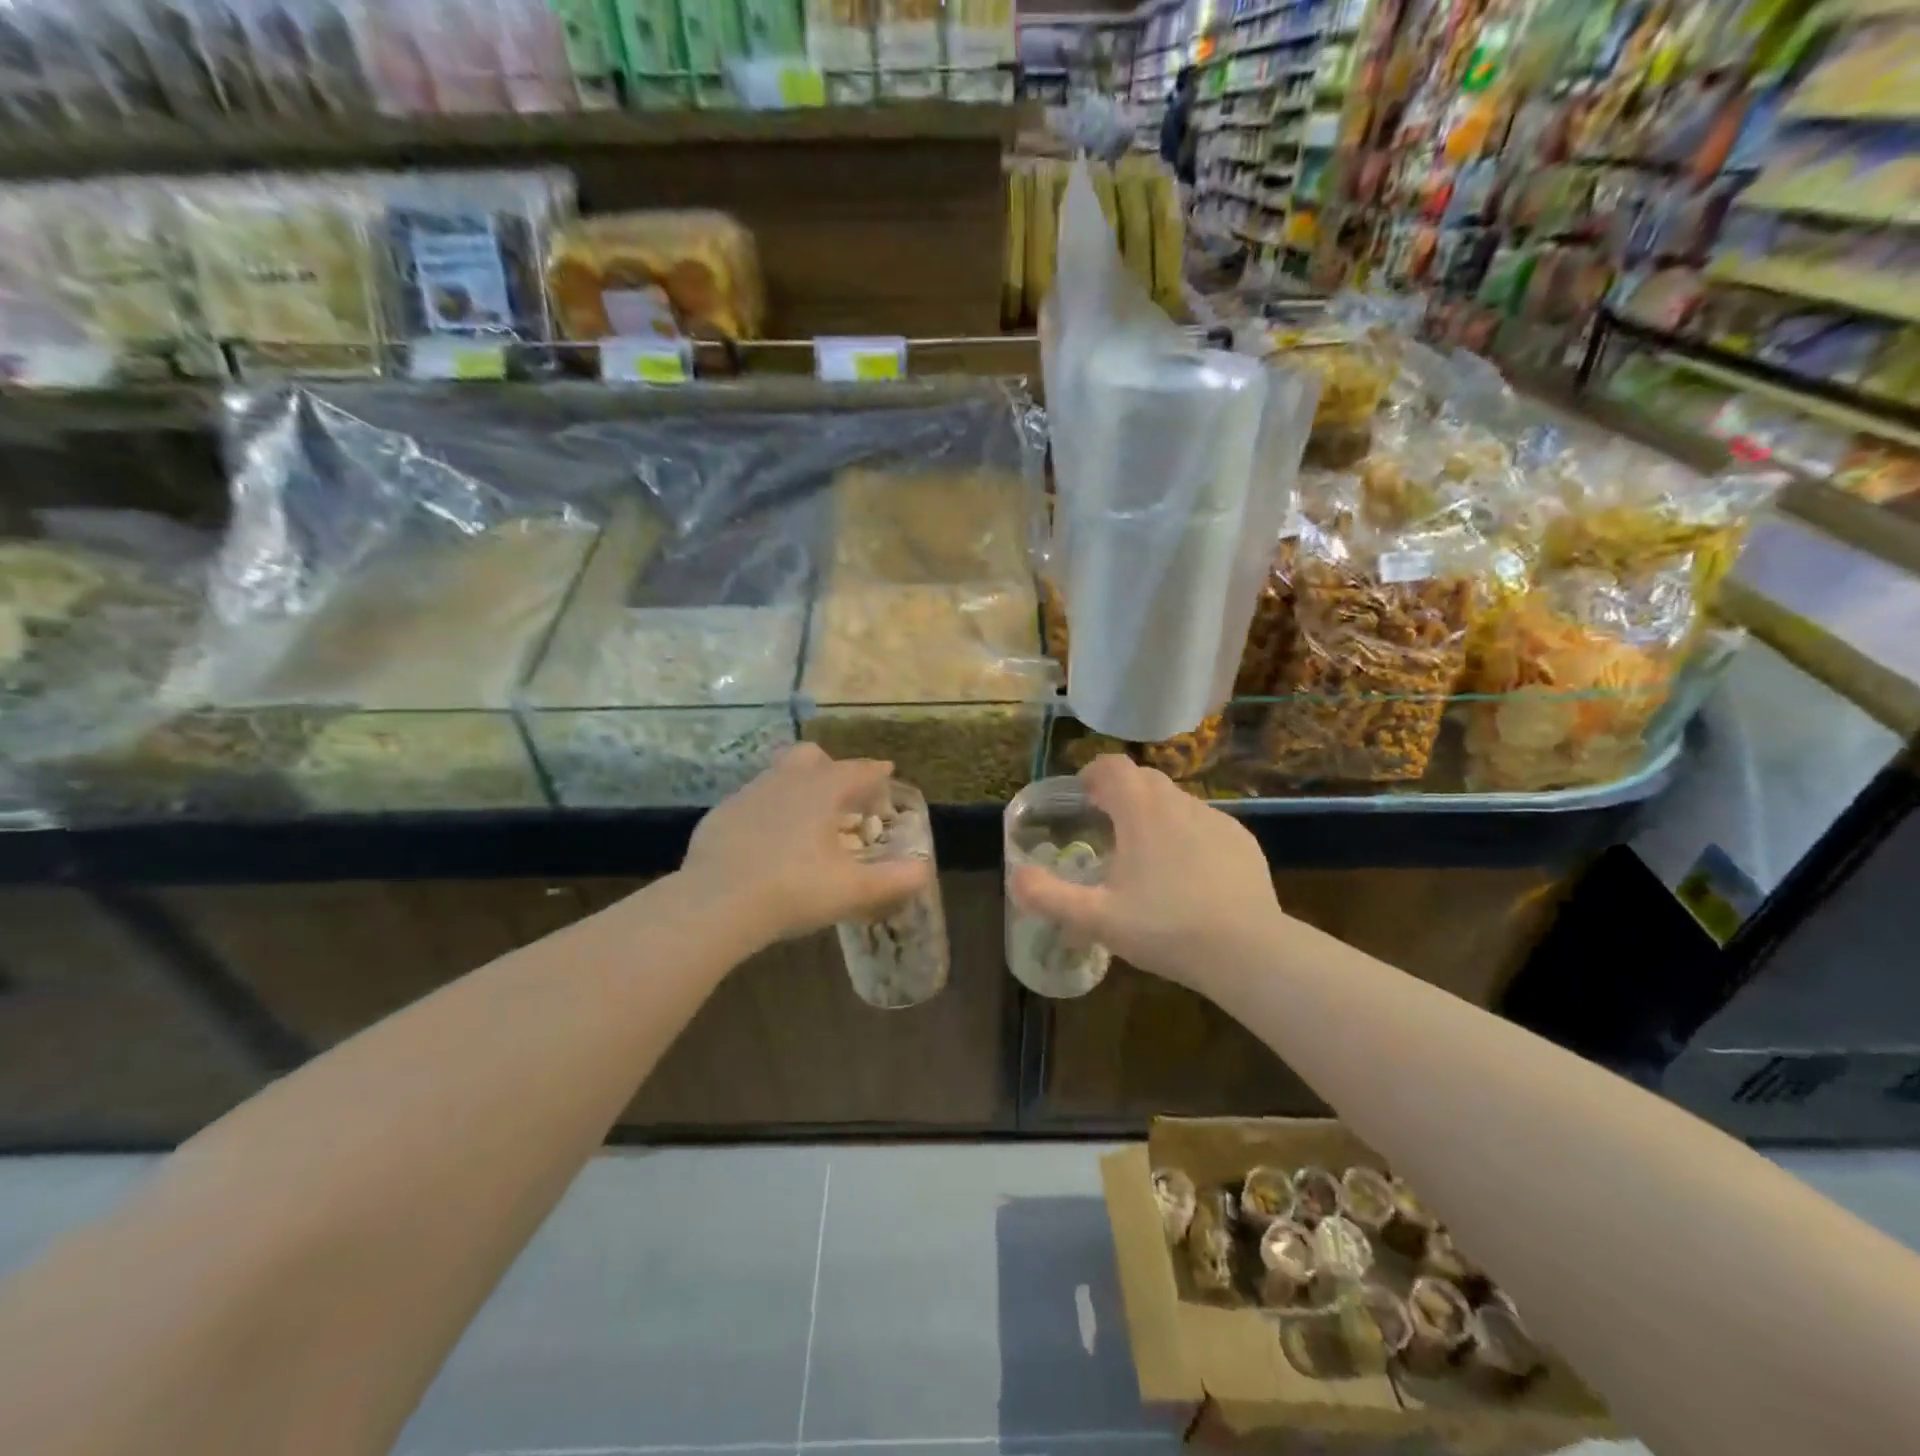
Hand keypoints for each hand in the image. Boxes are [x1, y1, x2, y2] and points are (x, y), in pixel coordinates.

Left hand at [680, 744, 932, 949]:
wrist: (715, 905)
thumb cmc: (793, 890)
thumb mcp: (852, 890)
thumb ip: (894, 880)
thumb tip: (923, 871)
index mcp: (822, 790)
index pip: (859, 770)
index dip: (877, 774)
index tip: (887, 776)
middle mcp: (785, 781)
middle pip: (813, 757)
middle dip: (832, 770)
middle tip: (843, 801)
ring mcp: (748, 795)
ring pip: (778, 776)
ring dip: (798, 790)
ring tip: (807, 825)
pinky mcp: (720, 816)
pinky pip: (752, 803)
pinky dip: (768, 814)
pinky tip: (768, 845)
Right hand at [1008, 755, 1280, 992]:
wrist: (1248, 952)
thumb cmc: (1165, 928)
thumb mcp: (1097, 919)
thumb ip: (1049, 896)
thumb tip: (1015, 878)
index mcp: (1142, 812)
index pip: (1113, 766)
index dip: (1094, 774)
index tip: (1084, 797)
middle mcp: (1179, 804)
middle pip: (1145, 779)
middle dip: (1122, 793)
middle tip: (1107, 827)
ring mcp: (1216, 820)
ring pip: (1177, 802)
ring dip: (1155, 814)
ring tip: (1146, 856)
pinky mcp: (1243, 842)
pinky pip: (1205, 825)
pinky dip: (1188, 835)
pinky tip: (1188, 875)